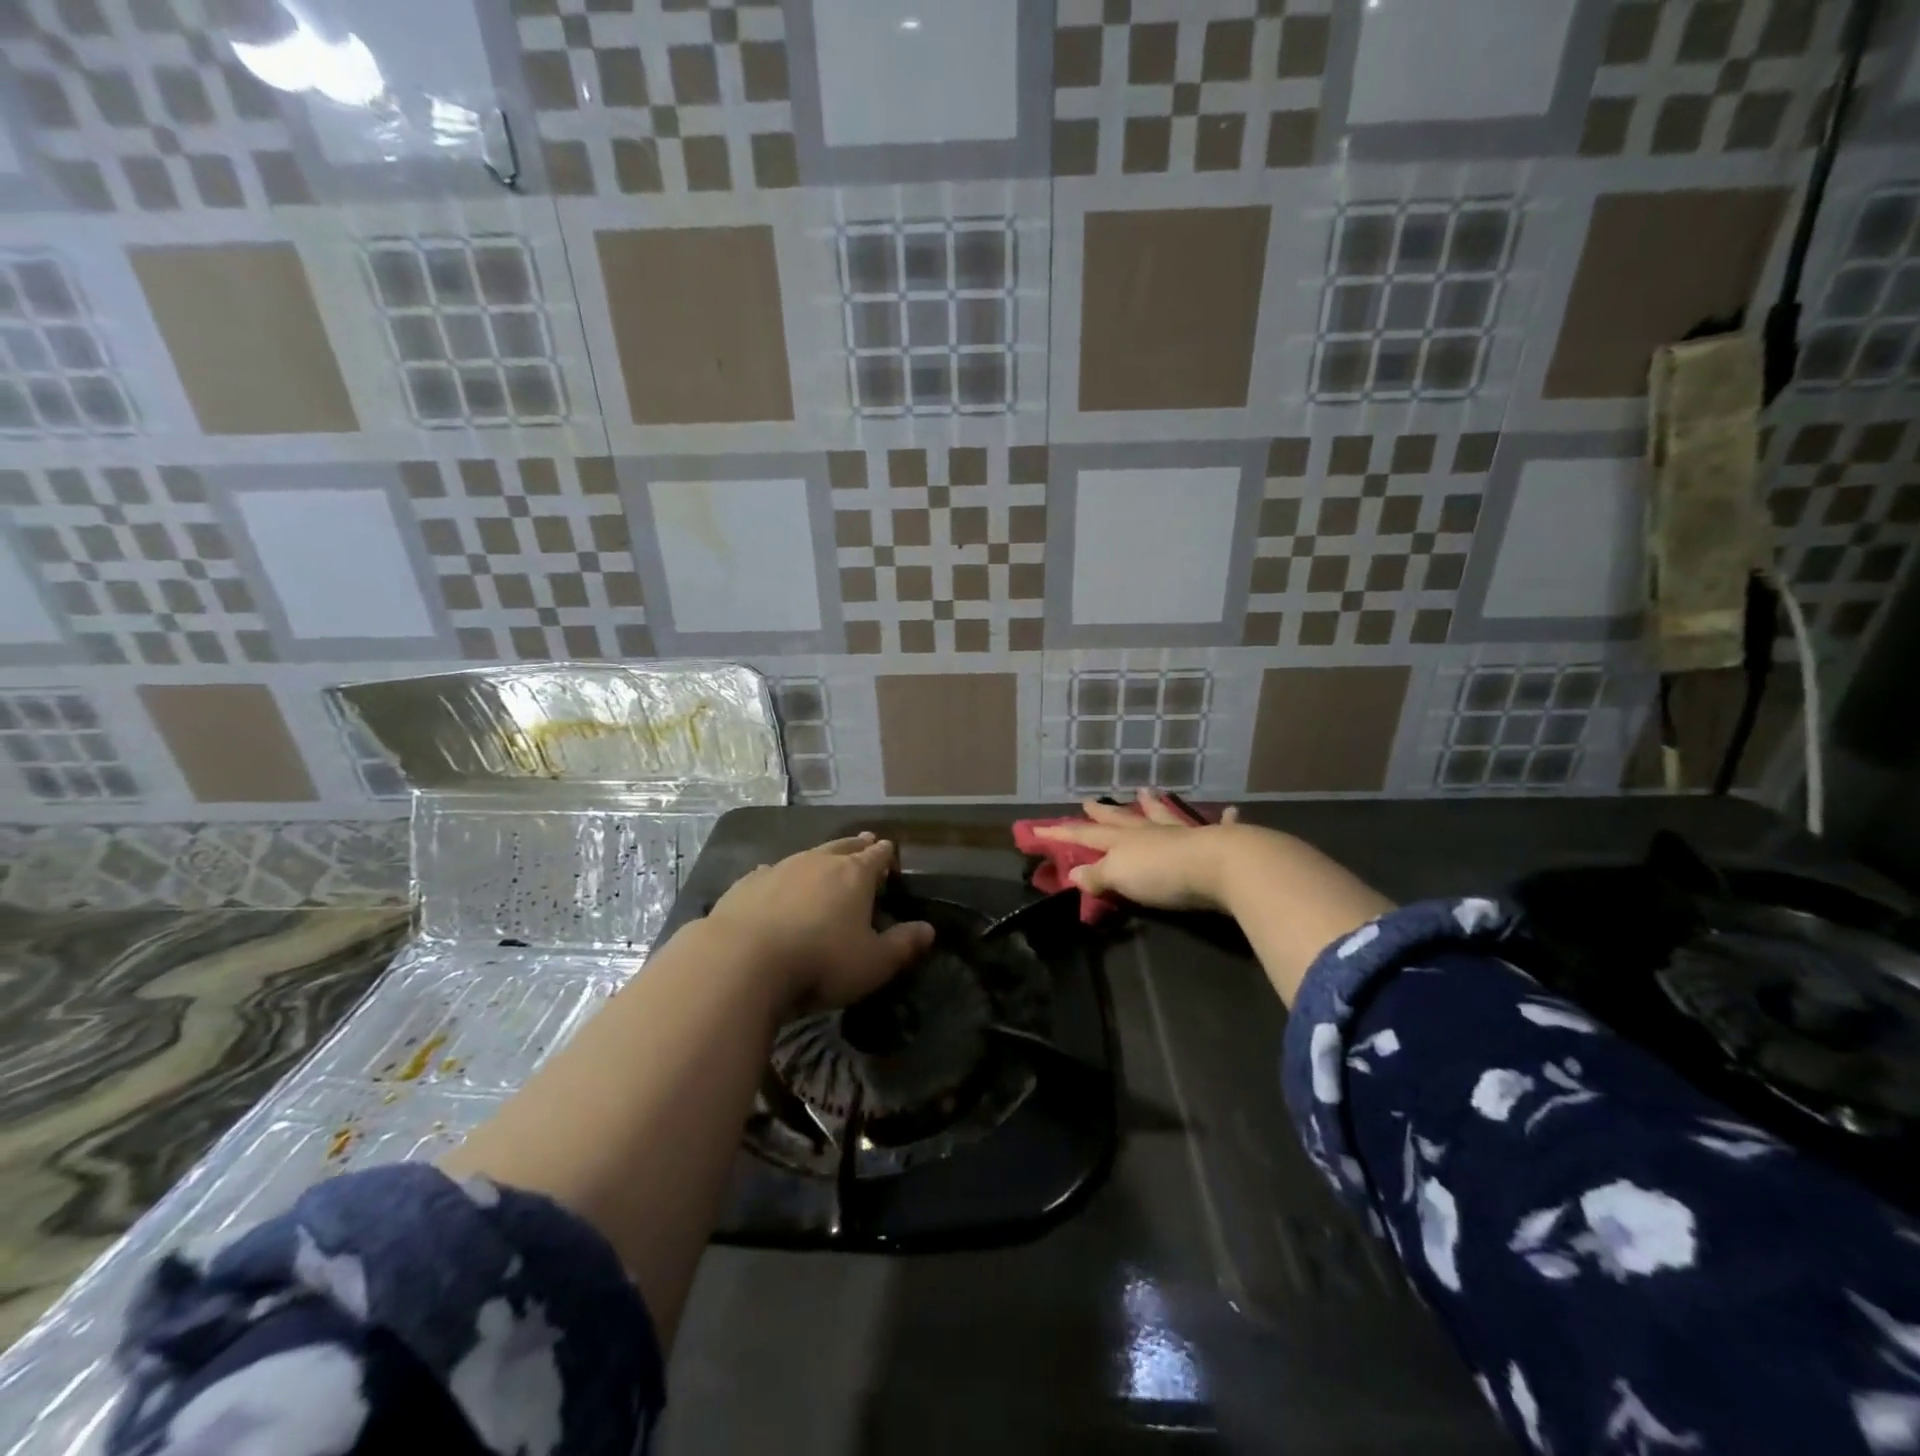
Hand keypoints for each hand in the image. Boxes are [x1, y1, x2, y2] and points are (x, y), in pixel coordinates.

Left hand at [706, 833, 932, 1010]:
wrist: (742, 961)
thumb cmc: (820, 962)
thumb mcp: (873, 963)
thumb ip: (902, 945)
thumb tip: (928, 929)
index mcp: (854, 875)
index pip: (877, 857)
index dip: (886, 854)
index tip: (891, 851)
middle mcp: (818, 862)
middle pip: (844, 846)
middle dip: (857, 844)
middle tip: (866, 840)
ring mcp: (780, 869)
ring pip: (807, 854)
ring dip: (820, 856)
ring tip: (826, 856)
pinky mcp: (747, 884)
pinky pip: (770, 871)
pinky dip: (780, 874)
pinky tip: (773, 876)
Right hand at [1033, 791, 1244, 911]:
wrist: (1220, 866)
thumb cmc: (1162, 875)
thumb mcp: (1120, 877)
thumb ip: (1098, 875)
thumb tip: (1073, 873)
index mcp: (1123, 842)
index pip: (1086, 835)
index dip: (1062, 834)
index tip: (1039, 828)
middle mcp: (1150, 832)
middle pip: (1121, 820)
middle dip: (1104, 813)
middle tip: (1090, 801)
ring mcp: (1182, 834)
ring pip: (1162, 816)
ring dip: (1153, 806)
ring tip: (1146, 791)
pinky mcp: (1215, 842)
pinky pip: (1218, 828)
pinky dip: (1223, 820)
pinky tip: (1230, 811)